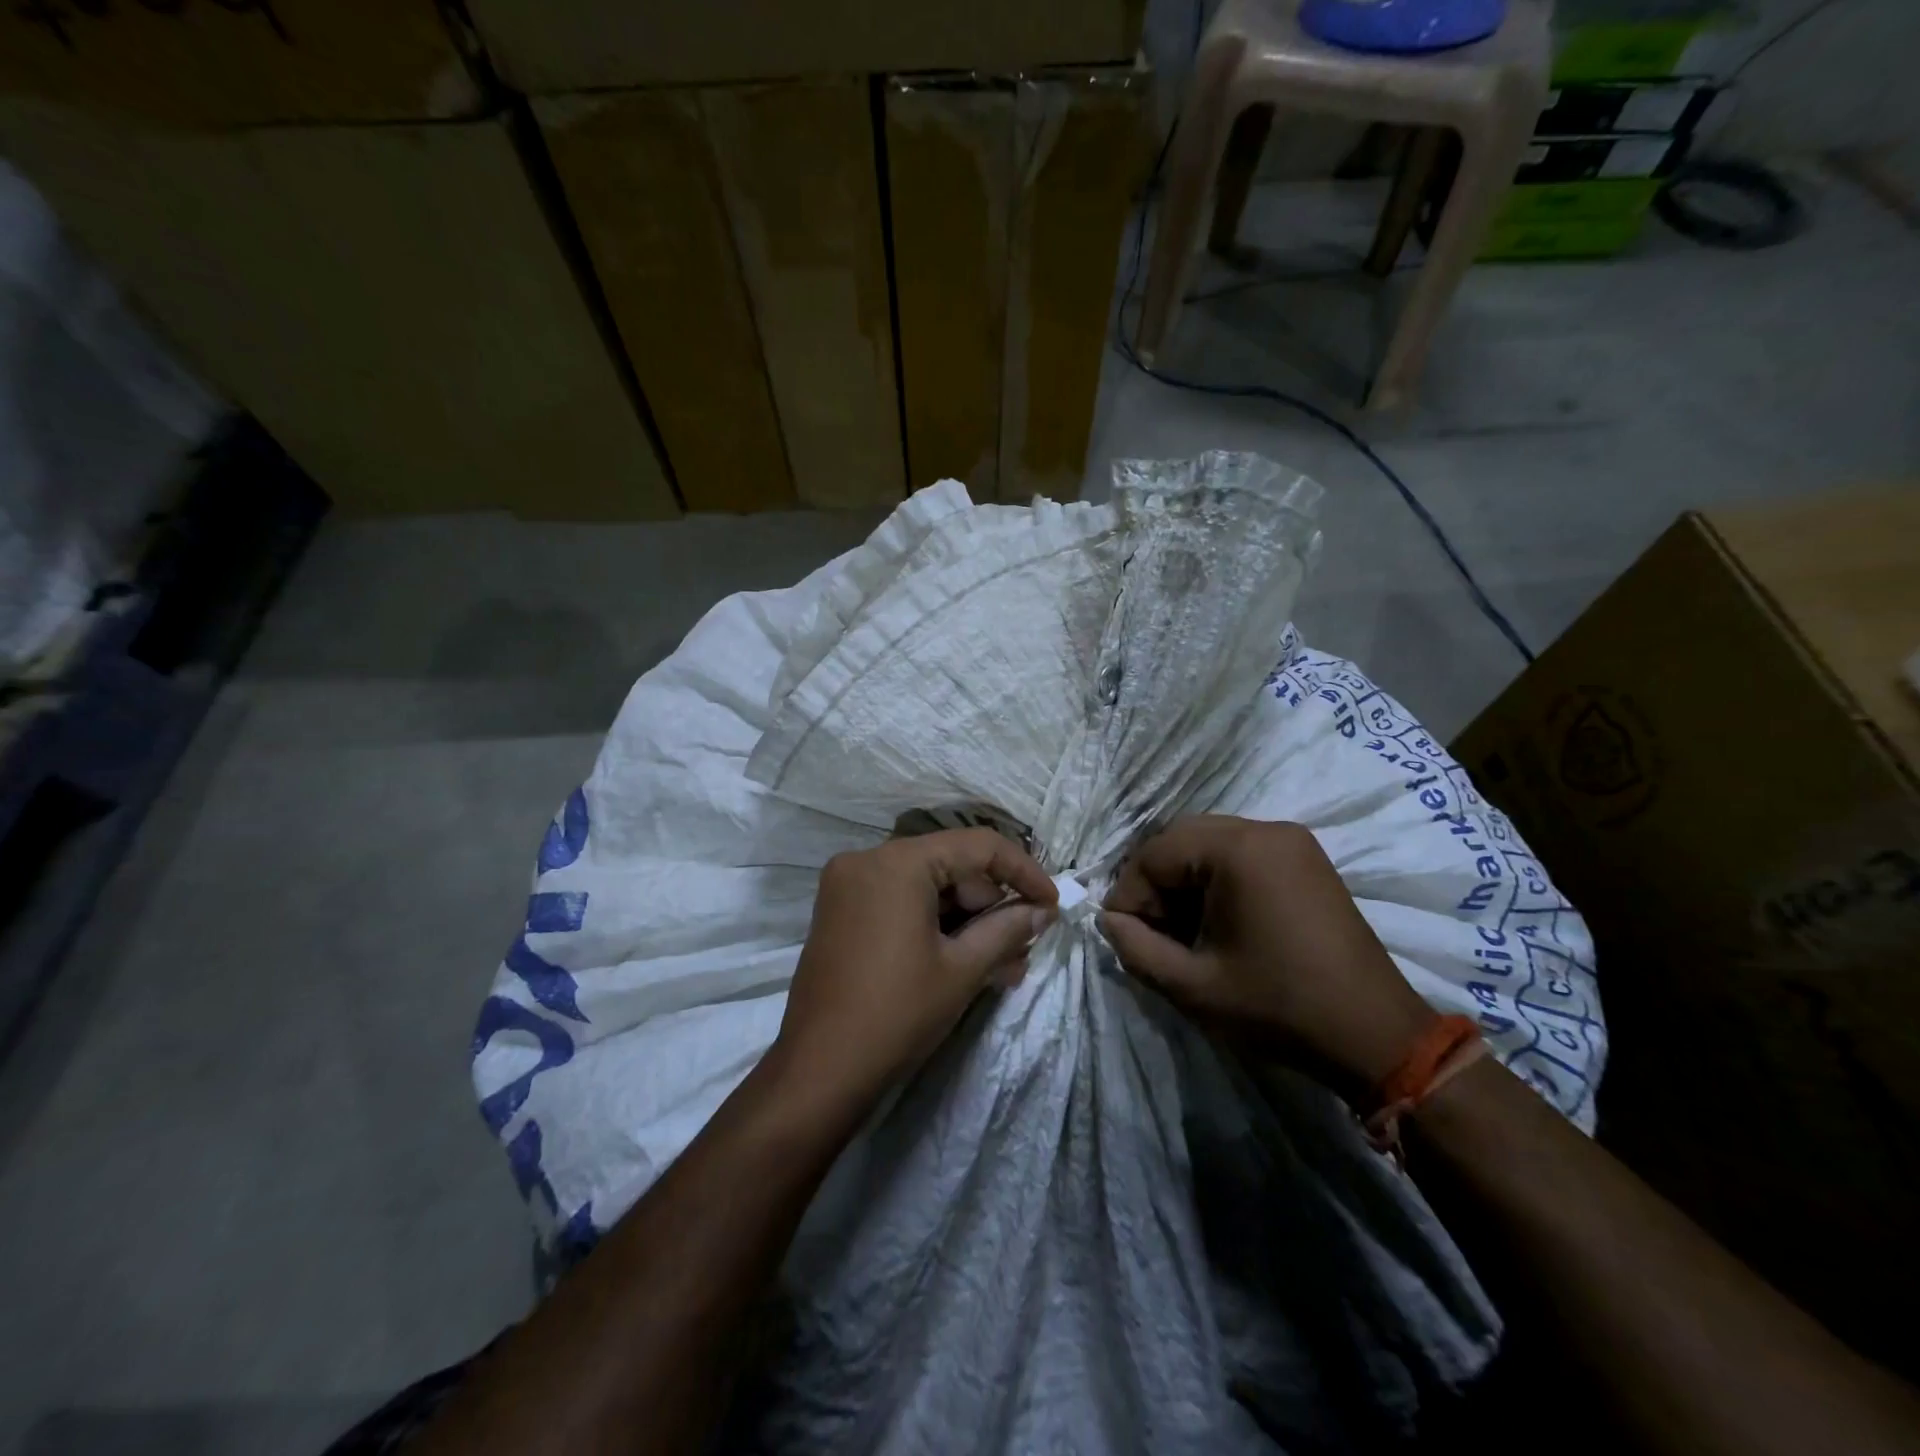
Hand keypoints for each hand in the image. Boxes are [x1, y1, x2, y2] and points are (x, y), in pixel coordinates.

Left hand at [774, 828, 1058, 1114]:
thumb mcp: (962, 970)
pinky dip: (935, 926)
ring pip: (927, 889)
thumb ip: (1008, 929)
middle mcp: (868, 859)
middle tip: (1025, 946)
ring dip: (968, 922)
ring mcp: (849, 886)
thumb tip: (1043, 911)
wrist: (819, 1071)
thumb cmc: (897, 1014)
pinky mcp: (841, 912)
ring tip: (1004, 967)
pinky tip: (966, 962)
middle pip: (950, 866)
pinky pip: (901, 904)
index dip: (1022, 871)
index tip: (1052, 904)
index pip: (977, 846)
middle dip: (993, 906)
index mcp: (897, 862)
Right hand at [1101, 815, 1435, 1096]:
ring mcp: (1292, 841)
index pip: (1155, 853)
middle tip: (1151, 931)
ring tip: (1182, 930)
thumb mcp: (1191, 986)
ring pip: (1209, 844)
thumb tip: (1109, 921)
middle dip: (1156, 884)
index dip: (1130, 895)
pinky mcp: (1306, 859)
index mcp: (1238, 849)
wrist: (1375, 1035)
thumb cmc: (1278, 1007)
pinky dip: (1215, 880)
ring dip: (1184, 881)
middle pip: (1181, 840)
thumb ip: (1135, 947)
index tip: (1125, 936)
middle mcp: (1265, 829)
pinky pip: (1241, 854)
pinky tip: (1216, 922)